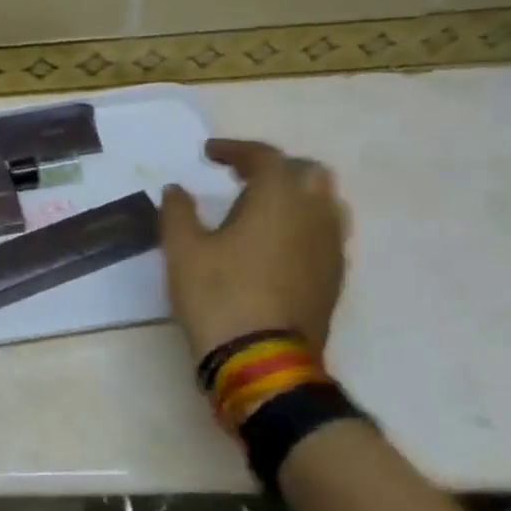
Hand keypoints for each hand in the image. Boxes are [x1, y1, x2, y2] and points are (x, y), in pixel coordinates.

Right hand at [160, 138, 347, 359]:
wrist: (262, 360)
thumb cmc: (218, 294)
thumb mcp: (182, 249)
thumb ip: (178, 211)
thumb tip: (176, 190)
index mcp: (278, 199)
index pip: (265, 157)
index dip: (235, 150)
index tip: (208, 154)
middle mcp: (314, 215)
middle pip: (307, 173)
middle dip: (274, 168)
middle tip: (240, 176)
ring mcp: (331, 249)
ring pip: (325, 203)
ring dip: (294, 195)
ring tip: (261, 207)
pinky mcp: (333, 278)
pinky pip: (325, 233)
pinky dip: (302, 224)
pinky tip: (275, 242)